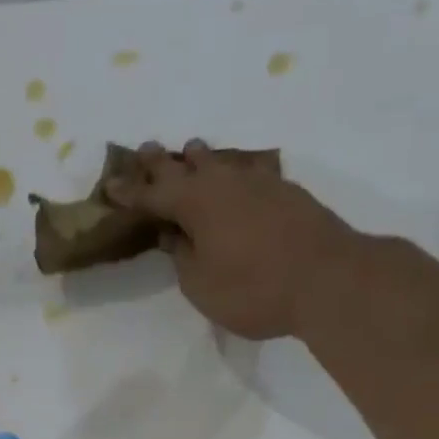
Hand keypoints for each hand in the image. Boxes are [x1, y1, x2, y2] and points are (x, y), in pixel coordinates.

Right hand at [107, 139, 368, 339]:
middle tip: (143, 150)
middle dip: (161, 162)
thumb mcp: (200, 284)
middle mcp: (224, 183)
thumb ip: (183, 256)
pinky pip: (252, 170)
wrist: (328, 279)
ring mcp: (260, 183)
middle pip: (185, 166)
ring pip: (222, 162)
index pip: (152, 194)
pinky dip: (237, 170)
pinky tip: (240, 171)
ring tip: (190, 150)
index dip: (129, 191)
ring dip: (201, 157)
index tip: (110, 185)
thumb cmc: (252, 289)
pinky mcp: (288, 192)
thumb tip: (175, 234)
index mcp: (194, 203)